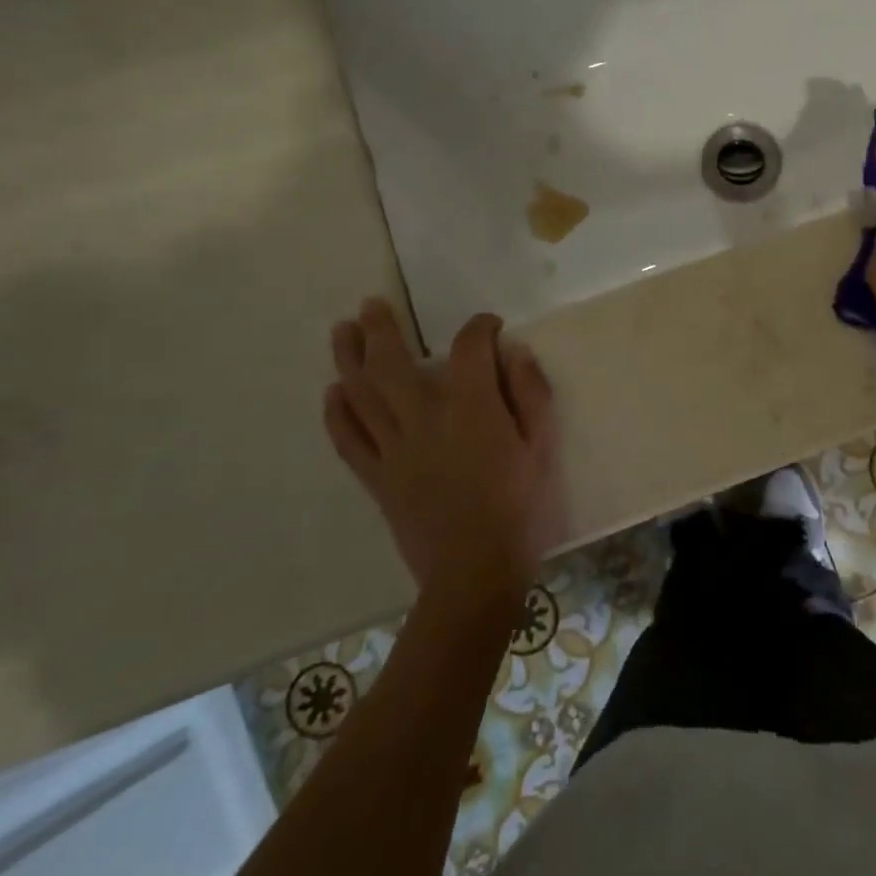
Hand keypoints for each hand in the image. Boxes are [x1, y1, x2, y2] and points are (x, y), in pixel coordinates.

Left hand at [324, 299, 563, 609]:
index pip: (469, 349)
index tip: (489, 326)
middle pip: (394, 364)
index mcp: (473, 409)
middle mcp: (425, 419)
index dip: (480, 328)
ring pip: (362, 395)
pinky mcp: (377, 478)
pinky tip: (332, 392)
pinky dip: (337, 414)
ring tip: (342, 331)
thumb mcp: (542, 445)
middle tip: (371, 305)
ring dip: (349, 359)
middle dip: (382, 330)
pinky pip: (348, 441)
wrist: (475, 570)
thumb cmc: (520, 505)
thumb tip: (514, 353)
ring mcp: (394, 449)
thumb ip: (531, 393)